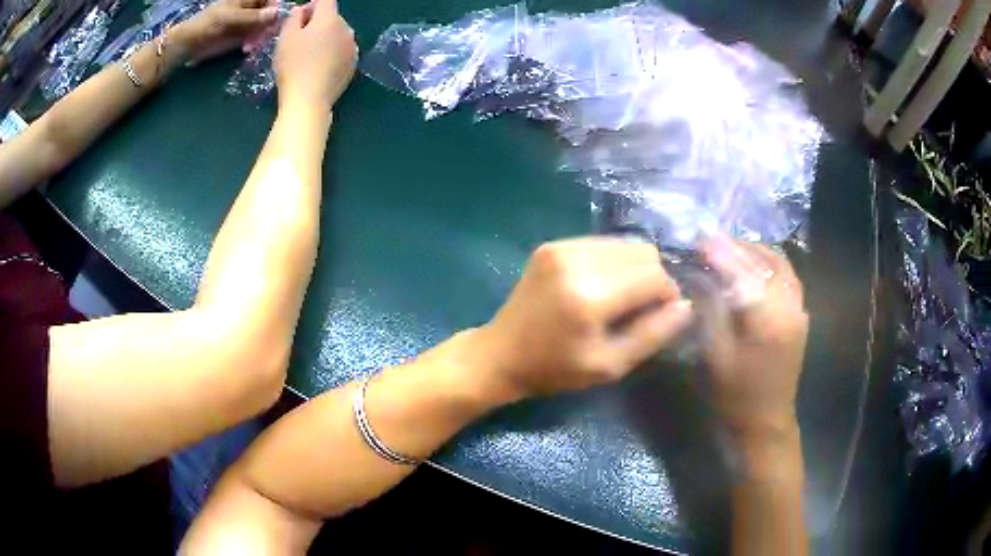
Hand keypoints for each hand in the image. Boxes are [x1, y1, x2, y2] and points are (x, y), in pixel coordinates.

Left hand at [174, 0, 279, 62]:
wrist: (190, 44)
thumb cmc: (209, 25)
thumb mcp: (231, 18)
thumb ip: (253, 16)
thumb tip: (276, 13)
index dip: (275, 9)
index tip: (272, 22)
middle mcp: (251, 8)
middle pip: (270, 14)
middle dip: (267, 26)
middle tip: (260, 39)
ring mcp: (248, 22)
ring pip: (265, 27)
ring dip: (260, 37)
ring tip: (249, 47)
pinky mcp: (243, 36)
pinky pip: (256, 37)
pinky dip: (254, 44)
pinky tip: (246, 50)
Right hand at [274, 0, 356, 113]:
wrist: (309, 100)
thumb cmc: (293, 65)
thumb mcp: (286, 38)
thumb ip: (294, 18)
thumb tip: (302, 10)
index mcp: (330, 19)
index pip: (326, 0)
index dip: (312, 6)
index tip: (300, 19)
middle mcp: (347, 29)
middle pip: (332, 18)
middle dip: (317, 23)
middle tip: (299, 41)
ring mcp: (352, 48)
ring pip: (338, 35)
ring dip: (325, 39)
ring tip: (308, 56)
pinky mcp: (353, 65)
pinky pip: (341, 52)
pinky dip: (331, 54)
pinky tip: (318, 68)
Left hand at [474, 237, 692, 398]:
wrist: (500, 353)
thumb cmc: (554, 369)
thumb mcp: (609, 365)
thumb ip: (652, 334)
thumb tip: (685, 306)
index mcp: (590, 295)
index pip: (654, 276)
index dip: (667, 295)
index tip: (660, 316)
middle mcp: (576, 260)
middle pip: (644, 252)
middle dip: (653, 279)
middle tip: (640, 309)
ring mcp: (562, 247)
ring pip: (625, 244)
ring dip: (634, 269)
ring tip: (620, 299)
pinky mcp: (553, 244)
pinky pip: (602, 244)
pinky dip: (613, 263)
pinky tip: (601, 287)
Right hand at [701, 237, 808, 436]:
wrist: (765, 423)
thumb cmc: (735, 395)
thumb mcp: (715, 355)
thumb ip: (711, 310)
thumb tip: (702, 275)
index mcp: (768, 319)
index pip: (745, 271)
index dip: (722, 252)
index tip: (701, 239)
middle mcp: (789, 307)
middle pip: (766, 261)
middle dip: (739, 247)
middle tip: (713, 243)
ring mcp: (799, 310)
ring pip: (781, 266)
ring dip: (756, 253)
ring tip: (731, 250)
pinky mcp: (800, 317)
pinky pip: (787, 278)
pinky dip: (769, 265)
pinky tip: (753, 269)